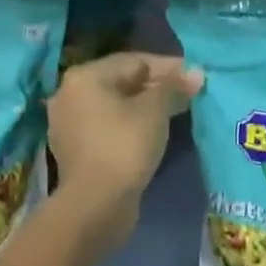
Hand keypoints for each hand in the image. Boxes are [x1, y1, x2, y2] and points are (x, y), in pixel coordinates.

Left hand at [48, 52, 200, 220]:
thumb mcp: (155, 110)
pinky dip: (131, 124)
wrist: (96, 204)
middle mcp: (70, 94)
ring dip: (146, 106)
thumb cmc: (125, 145)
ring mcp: (69, 123)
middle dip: (158, 86)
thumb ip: (174, 87)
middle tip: (189, 93)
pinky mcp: (76, 149)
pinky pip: (109, 126)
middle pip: (123, 81)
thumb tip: (196, 73)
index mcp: (85, 77)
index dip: (169, 66)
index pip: (134, 61)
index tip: (195, 75)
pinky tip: (154, 131)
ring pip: (116, 105)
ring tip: (177, 111)